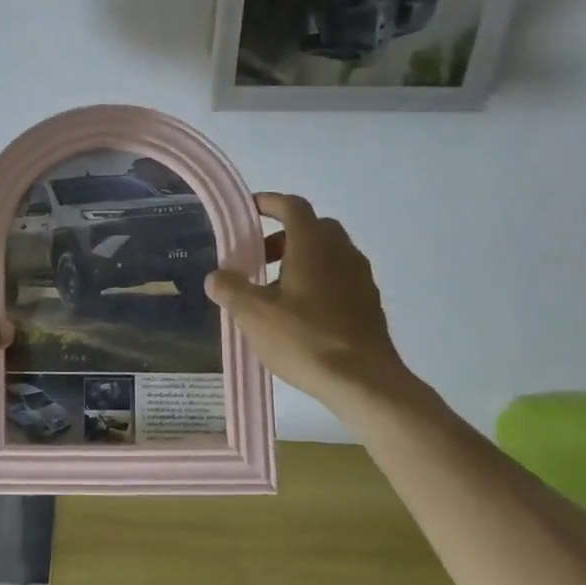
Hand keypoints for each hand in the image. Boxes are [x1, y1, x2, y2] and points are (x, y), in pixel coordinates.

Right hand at [205, 193, 411, 407]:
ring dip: (301, 261)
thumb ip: (231, 289)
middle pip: (312, 228)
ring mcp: (360, 278)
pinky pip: (340, 278)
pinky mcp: (369, 304)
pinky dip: (318, 282)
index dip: (269, 203)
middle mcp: (342, 252)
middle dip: (283, 236)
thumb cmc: (305, 338)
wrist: (364, 381)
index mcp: (313, 245)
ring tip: (275, 292)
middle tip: (258, 258)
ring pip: (328, 254)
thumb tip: (216, 276)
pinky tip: (300, 314)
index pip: (292, 206)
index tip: (249, 210)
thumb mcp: (253, 314)